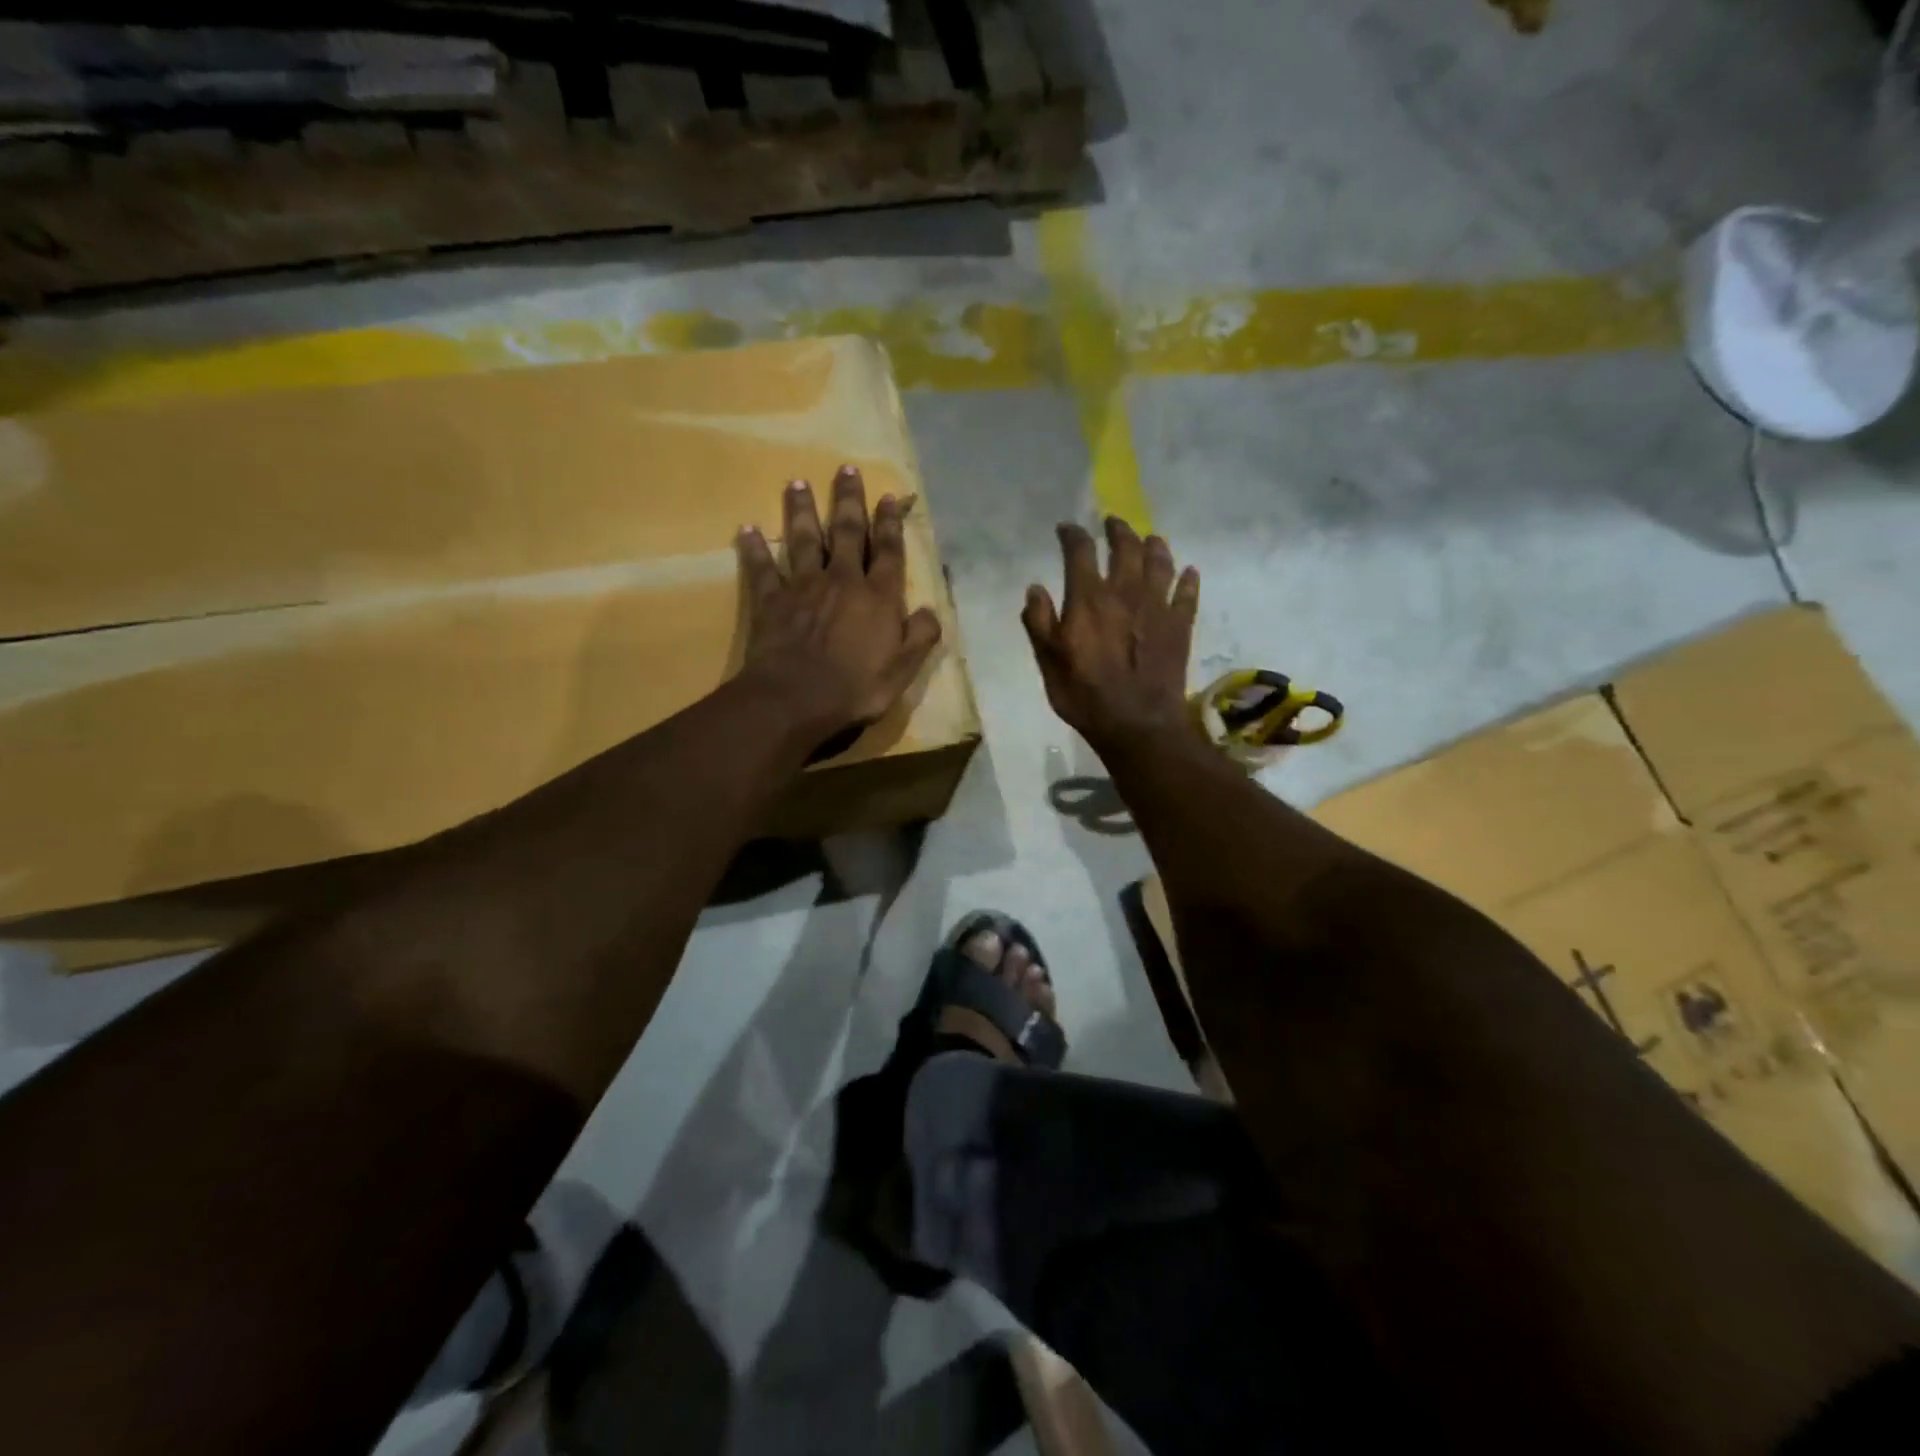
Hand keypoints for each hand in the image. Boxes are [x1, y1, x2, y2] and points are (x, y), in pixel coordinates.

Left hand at [736, 465, 942, 749]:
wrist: (796, 699)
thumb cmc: (855, 688)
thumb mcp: (903, 670)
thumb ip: (920, 636)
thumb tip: (930, 609)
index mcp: (878, 597)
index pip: (889, 552)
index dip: (891, 524)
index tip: (889, 497)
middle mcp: (843, 580)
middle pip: (848, 532)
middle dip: (849, 501)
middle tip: (845, 469)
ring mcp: (803, 587)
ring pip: (804, 540)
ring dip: (803, 511)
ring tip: (798, 483)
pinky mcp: (771, 600)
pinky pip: (762, 568)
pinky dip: (755, 549)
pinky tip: (746, 529)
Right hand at [1022, 518, 1200, 754]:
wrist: (1137, 723)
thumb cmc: (1085, 695)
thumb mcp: (1048, 662)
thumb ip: (1039, 622)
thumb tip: (1035, 588)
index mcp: (1089, 598)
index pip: (1080, 552)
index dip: (1072, 535)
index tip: (1067, 529)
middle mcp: (1125, 592)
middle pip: (1126, 547)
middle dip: (1118, 530)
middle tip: (1113, 524)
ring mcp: (1157, 607)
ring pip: (1160, 563)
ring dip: (1154, 546)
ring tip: (1150, 538)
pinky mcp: (1180, 626)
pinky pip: (1187, 594)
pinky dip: (1188, 580)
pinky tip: (1188, 573)